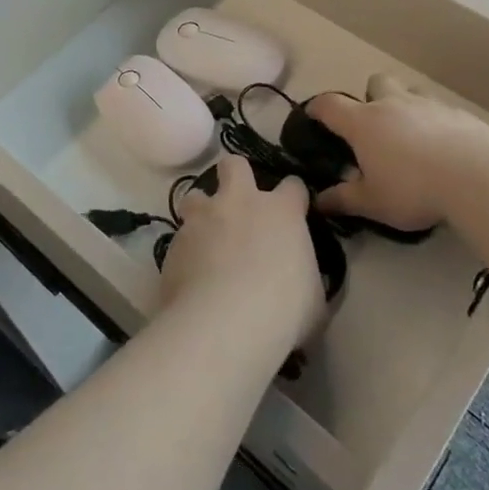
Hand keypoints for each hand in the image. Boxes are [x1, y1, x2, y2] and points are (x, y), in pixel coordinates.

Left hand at [160, 154, 323, 349]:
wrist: (225, 324)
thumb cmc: (284, 309)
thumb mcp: (314, 297)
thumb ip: (305, 276)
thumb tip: (301, 280)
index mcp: (281, 211)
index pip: (293, 186)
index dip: (293, 198)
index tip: (293, 213)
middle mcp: (239, 203)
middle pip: (234, 165)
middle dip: (235, 176)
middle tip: (238, 202)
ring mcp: (203, 219)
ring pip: (195, 196)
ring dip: (201, 212)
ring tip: (205, 238)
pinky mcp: (174, 243)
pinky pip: (179, 239)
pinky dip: (186, 253)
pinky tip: (190, 277)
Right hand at [306, 75, 488, 234]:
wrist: (475, 175)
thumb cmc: (412, 188)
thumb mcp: (372, 202)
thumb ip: (343, 200)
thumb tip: (317, 201)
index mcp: (363, 123)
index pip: (330, 105)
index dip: (318, 107)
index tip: (312, 114)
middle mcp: (393, 104)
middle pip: (376, 83)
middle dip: (371, 96)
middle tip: (375, 126)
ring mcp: (428, 105)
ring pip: (411, 91)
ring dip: (406, 105)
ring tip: (411, 135)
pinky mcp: (459, 114)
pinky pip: (441, 110)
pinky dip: (437, 122)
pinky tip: (445, 147)